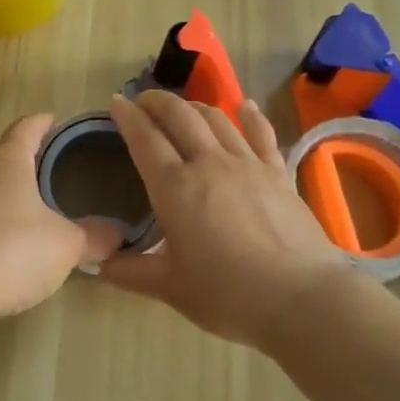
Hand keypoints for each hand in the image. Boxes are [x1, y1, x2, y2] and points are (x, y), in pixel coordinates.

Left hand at [0, 114, 124, 325]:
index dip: (45, 123)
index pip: (27, 127)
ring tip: (35, 200)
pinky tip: (9, 234)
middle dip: (27, 155)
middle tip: (55, 164)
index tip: (58, 123)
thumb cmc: (14, 250)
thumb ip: (96, 237)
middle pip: (4, 151)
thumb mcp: (67, 245)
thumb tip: (120, 235)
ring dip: (9, 186)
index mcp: (7, 158)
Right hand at [99, 90, 355, 348]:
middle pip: (179, 116)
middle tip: (143, 101)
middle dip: (157, 101)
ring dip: (193, 106)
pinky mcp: (278, 173)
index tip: (116, 102)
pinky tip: (245, 106)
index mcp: (175, 188)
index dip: (127, 116)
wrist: (302, 299)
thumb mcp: (170, 288)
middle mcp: (209, 163)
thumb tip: (98, 265)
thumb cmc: (228, 295)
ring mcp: (247, 164)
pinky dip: (249, 116)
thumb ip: (130, 272)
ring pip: (216, 118)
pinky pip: (262, 133)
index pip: (145, 139)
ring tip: (182, 108)